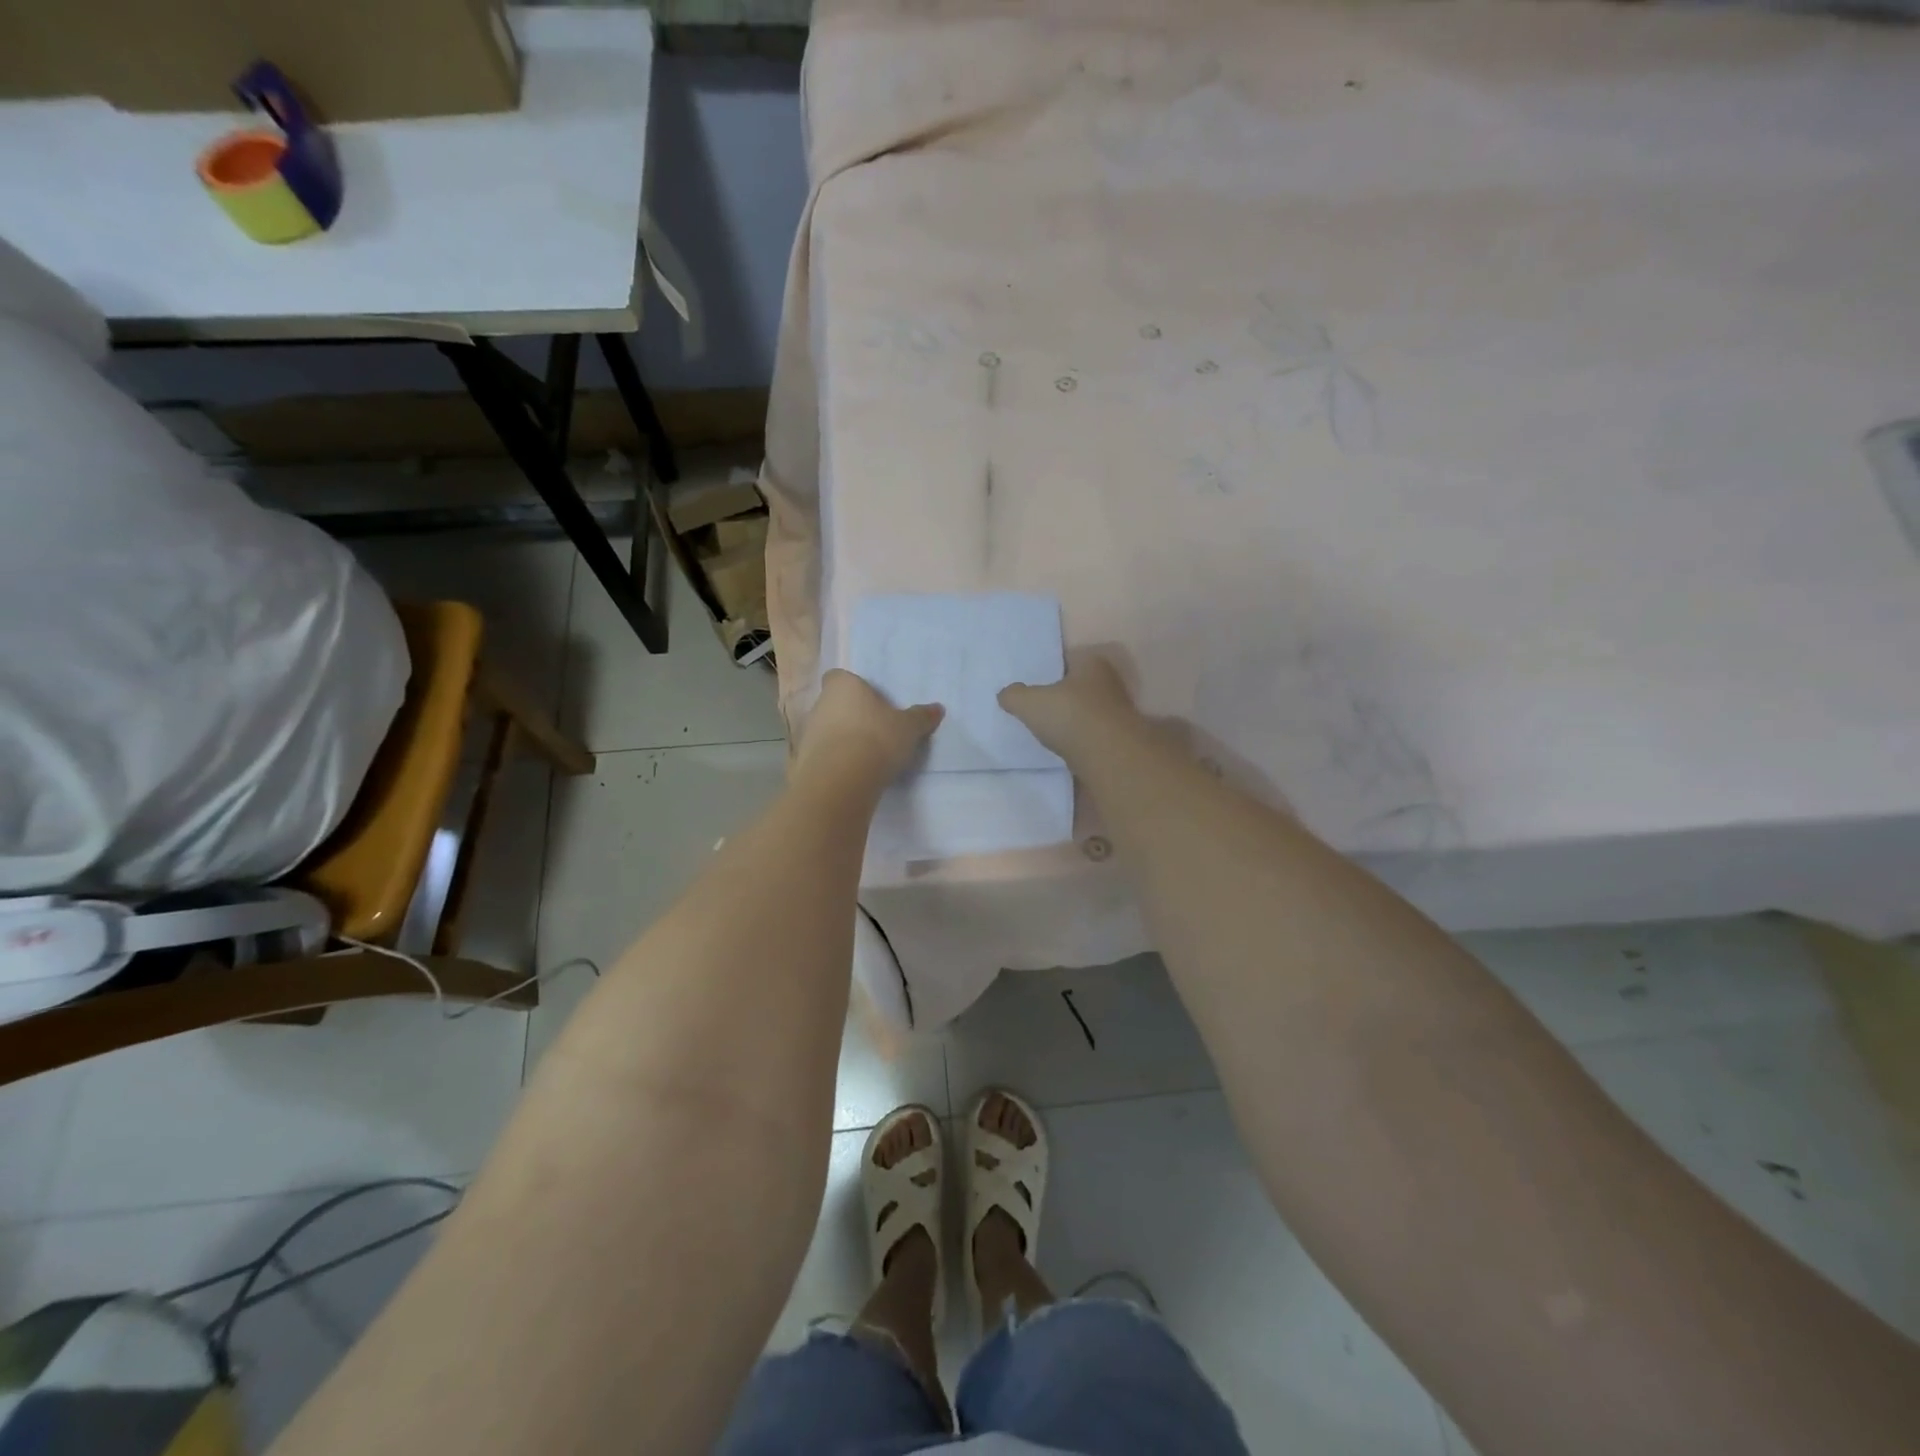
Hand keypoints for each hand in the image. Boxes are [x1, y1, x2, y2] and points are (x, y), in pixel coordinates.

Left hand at [795, 669, 943, 786]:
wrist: (841, 780)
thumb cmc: (876, 738)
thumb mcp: (908, 728)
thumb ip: (920, 717)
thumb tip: (937, 708)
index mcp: (842, 686)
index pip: (840, 677)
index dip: (854, 688)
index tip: (870, 702)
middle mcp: (820, 704)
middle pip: (834, 704)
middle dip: (851, 715)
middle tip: (876, 730)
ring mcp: (808, 733)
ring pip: (827, 730)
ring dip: (842, 740)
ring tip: (867, 756)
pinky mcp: (804, 761)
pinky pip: (823, 756)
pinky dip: (835, 762)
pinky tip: (854, 774)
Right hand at [999, 653, 1138, 759]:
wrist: (1109, 757)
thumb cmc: (1070, 716)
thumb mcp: (1029, 703)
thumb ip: (1014, 695)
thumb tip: (1005, 694)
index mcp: (1092, 662)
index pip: (1067, 658)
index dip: (1049, 669)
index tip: (1033, 682)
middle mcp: (1110, 681)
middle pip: (1078, 685)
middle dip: (1061, 694)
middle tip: (1037, 704)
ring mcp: (1118, 710)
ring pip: (1086, 709)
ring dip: (1071, 717)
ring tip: (1048, 727)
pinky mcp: (1119, 737)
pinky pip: (1092, 731)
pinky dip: (1079, 736)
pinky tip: (1064, 745)